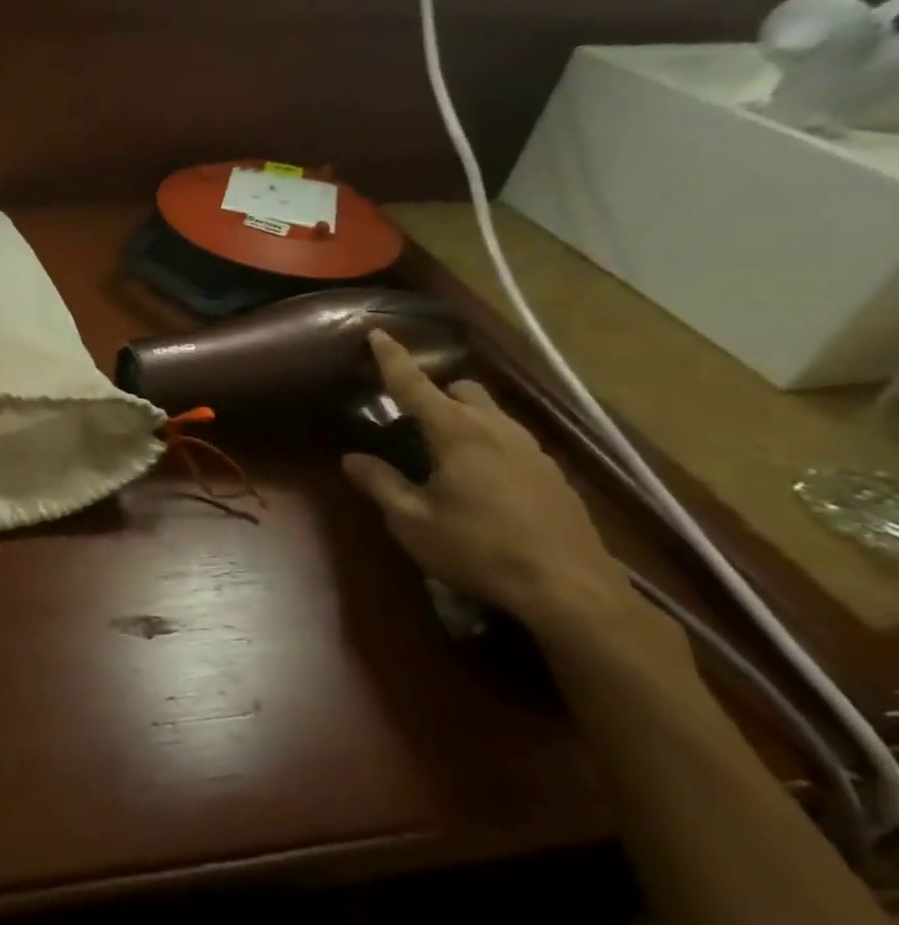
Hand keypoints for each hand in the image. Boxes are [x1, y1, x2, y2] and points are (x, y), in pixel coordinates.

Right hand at [340, 330, 668, 659]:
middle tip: (411, 423)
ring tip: (445, 455)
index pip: (415, 385)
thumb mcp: (412, 521)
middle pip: (462, 390)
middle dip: (436, 394)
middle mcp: (497, 429)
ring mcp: (532, 450)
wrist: (571, 590)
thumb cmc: (478, 549)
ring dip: (464, 419)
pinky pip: (512, 440)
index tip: (377, 333)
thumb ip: (380, 483)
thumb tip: (353, 458)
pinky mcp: (553, 474)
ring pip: (492, 414)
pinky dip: (489, 444)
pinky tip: (482, 483)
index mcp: (457, 433)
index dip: (392, 359)